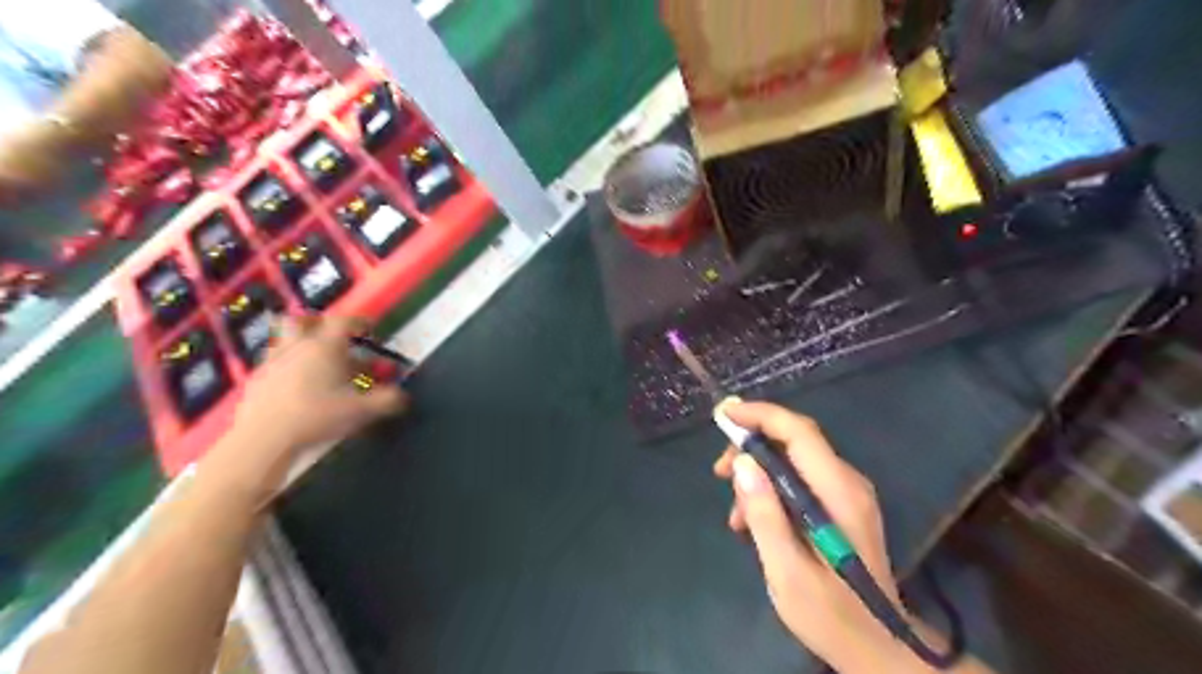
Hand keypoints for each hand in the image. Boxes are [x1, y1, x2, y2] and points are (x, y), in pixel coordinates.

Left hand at [218, 317, 414, 495]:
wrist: (264, 439)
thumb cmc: (318, 416)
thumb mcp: (362, 410)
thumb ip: (388, 401)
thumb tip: (404, 396)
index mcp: (325, 347)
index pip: (343, 322)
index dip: (359, 322)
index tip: (370, 328)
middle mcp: (297, 347)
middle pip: (301, 321)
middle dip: (317, 323)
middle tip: (332, 336)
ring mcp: (272, 363)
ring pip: (284, 342)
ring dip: (300, 346)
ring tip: (316, 363)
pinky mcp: (255, 382)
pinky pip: (273, 365)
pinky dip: (287, 369)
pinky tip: (296, 387)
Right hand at [712, 402, 927, 670]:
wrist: (878, 649)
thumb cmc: (832, 616)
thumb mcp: (787, 572)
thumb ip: (765, 515)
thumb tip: (743, 463)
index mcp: (838, 493)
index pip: (799, 432)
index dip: (760, 415)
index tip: (724, 415)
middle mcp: (847, 483)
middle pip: (794, 441)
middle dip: (752, 447)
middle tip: (719, 472)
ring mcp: (847, 494)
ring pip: (794, 460)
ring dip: (758, 474)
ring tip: (735, 515)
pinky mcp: (841, 506)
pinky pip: (800, 480)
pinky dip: (771, 490)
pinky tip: (753, 522)